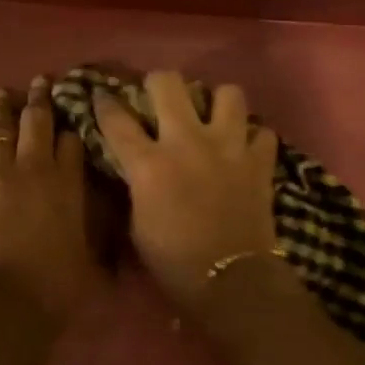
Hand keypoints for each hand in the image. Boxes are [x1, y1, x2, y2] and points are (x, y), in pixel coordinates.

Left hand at [0, 77, 101, 320]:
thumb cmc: (52, 291)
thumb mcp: (87, 264)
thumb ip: (91, 239)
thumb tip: (109, 245)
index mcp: (67, 185)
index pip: (71, 142)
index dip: (71, 127)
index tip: (70, 115)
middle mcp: (31, 169)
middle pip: (35, 122)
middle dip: (39, 99)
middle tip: (40, 81)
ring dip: (2, 109)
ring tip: (2, 93)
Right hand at [93, 70, 279, 306]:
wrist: (231, 280)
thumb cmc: (174, 261)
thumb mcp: (137, 224)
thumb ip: (136, 185)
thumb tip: (135, 167)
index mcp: (149, 163)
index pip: (117, 119)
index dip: (105, 103)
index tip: (103, 95)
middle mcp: (186, 141)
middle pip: (168, 83)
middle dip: (159, 84)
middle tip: (160, 98)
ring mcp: (227, 146)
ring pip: (227, 93)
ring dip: (217, 102)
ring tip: (212, 117)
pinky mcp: (259, 160)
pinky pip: (262, 132)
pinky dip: (253, 138)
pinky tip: (244, 149)